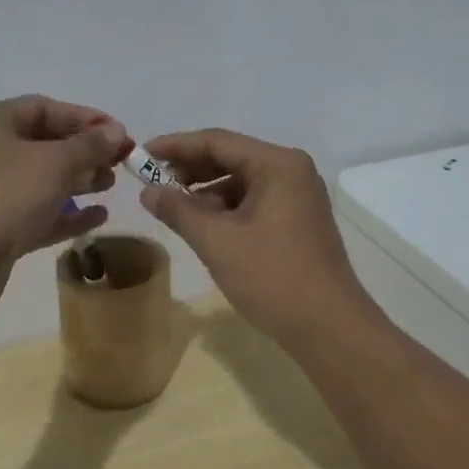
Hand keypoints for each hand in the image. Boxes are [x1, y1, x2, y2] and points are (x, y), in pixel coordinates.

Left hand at [0, 96, 131, 311]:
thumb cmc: (2, 198)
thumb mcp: (53, 163)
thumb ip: (88, 145)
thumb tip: (115, 131)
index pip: (43, 108)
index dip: (85, 118)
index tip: (121, 134)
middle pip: (43, 144)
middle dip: (84, 151)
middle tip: (120, 163)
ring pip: (41, 180)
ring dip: (78, 181)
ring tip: (111, 186)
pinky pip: (37, 213)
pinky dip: (66, 213)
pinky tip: (98, 218)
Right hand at [138, 129, 376, 347]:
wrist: (327, 327)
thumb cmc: (272, 276)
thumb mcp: (217, 241)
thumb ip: (178, 210)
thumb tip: (148, 191)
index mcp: (277, 164)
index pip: (217, 141)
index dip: (176, 146)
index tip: (141, 153)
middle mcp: (291, 172)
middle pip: (231, 158)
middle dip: (190, 170)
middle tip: (151, 182)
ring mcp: (297, 197)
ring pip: (241, 183)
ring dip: (205, 193)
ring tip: (172, 209)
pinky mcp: (297, 222)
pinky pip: (253, 203)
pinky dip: (225, 210)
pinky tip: (202, 227)